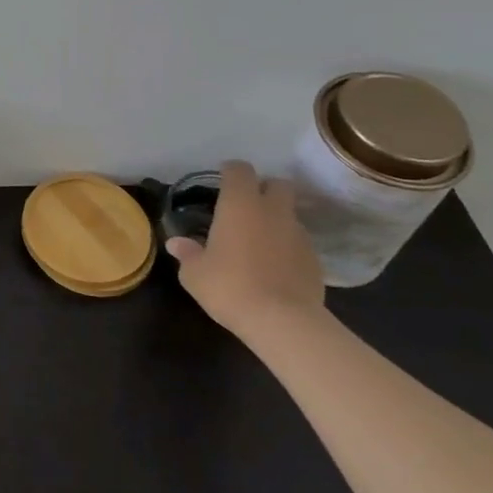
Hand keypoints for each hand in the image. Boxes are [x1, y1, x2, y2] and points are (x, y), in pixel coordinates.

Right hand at [164, 160, 325, 341]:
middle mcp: (273, 212)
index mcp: (240, 205)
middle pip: (277, 184)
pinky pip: (298, 242)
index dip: (230, 171)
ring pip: (289, 214)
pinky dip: (287, 246)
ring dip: (276, 219)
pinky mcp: (315, 260)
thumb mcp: (194, 273)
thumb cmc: (229, 286)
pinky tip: (274, 265)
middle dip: (263, 188)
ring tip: (258, 240)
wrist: (282, 321)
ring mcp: (298, 235)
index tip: (221, 179)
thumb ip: (187, 253)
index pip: (240, 170)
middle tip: (245, 205)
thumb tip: (177, 243)